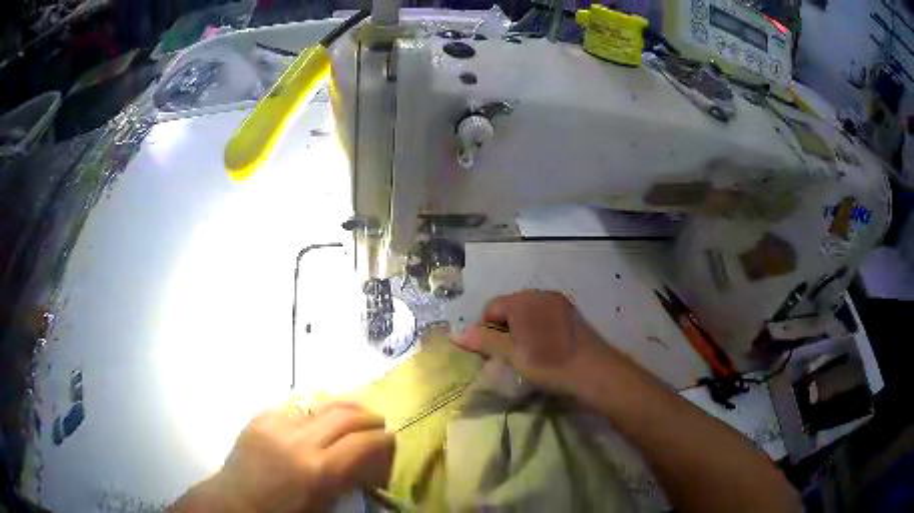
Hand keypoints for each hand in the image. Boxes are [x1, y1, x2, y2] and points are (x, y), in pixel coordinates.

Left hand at [171, 401, 393, 512]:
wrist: (234, 502)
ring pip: (320, 402)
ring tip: (354, 412)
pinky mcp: (260, 417)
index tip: (391, 439)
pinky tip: (318, 416)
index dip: (383, 439)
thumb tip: (367, 459)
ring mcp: (276, 424)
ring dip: (343, 405)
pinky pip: (295, 406)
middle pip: (344, 415)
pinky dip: (314, 409)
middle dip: (368, 416)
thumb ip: (346, 479)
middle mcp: (298, 441)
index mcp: (317, 470)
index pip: (362, 443)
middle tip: (378, 422)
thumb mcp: (323, 505)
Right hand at [453, 290, 608, 394]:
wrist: (595, 372)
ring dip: (520, 331)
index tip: (490, 354)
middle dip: (503, 330)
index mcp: (523, 300)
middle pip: (510, 308)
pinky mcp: (572, 314)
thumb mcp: (512, 355)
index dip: (484, 330)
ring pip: (528, 313)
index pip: (491, 308)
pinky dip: (538, 330)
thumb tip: (456, 335)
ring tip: (526, 355)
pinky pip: (545, 317)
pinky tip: (545, 350)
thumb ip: (484, 342)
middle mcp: (541, 294)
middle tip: (507, 356)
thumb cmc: (549, 363)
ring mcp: (559, 303)